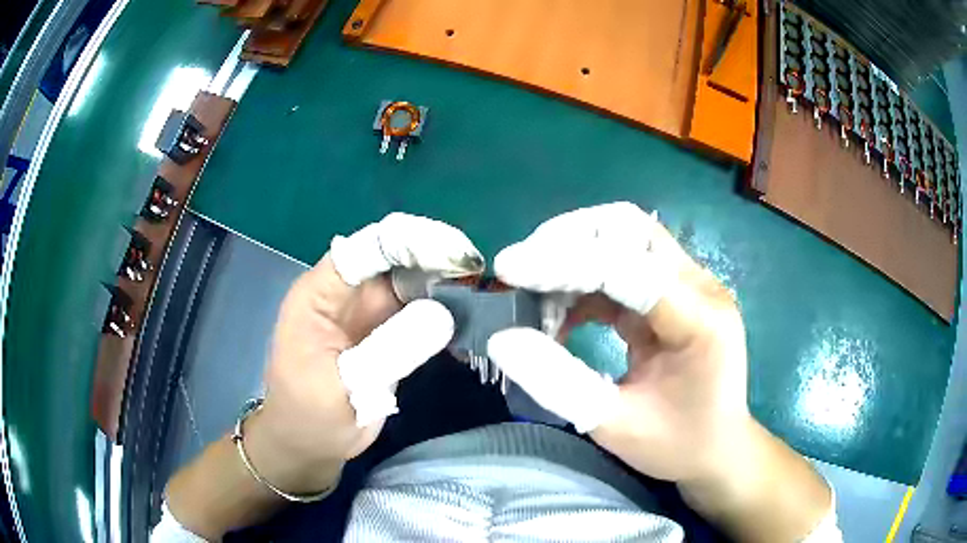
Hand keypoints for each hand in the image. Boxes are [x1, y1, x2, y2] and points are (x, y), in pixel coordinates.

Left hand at [246, 213, 483, 495]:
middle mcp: (346, 293)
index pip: (366, 248)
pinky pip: (419, 311)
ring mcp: (367, 312)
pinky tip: (470, 319)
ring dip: (445, 284)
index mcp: (320, 293)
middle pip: (394, 258)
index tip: (456, 254)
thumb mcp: (343, 388)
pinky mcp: (386, 333)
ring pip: (412, 282)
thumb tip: (444, 314)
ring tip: (483, 294)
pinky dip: (444, 312)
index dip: (410, 241)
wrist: (310, 444)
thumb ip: (389, 350)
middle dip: (436, 259)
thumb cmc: (310, 417)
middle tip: (480, 275)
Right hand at [487, 202, 746, 479]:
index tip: (508, 270)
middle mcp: (700, 286)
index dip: (562, 262)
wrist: (718, 447)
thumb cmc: (677, 444)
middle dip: (566, 241)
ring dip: (571, 257)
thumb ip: (558, 383)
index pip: (625, 266)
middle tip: (522, 272)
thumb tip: (502, 339)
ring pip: (621, 238)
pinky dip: (583, 280)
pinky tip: (561, 314)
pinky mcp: (672, 292)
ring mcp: (688, 284)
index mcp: (699, 319)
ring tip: (535, 299)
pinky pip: (621, 265)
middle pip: (627, 228)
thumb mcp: (615, 425)